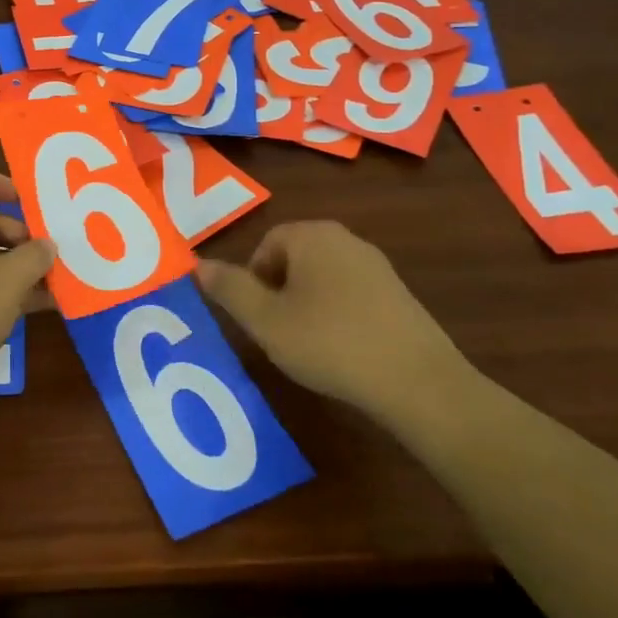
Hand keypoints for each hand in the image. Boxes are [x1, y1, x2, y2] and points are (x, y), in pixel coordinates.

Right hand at [197, 221, 472, 429]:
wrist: (418, 382)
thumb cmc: (329, 343)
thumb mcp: (266, 321)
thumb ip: (230, 289)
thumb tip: (198, 264)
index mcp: (311, 235)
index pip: (266, 245)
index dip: (253, 282)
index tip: (257, 319)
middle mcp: (344, 239)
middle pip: (294, 259)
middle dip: (278, 293)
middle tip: (277, 333)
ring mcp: (376, 265)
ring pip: (322, 277)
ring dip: (307, 305)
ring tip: (308, 345)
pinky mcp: (398, 294)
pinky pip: (351, 294)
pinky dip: (337, 316)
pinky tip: (342, 350)